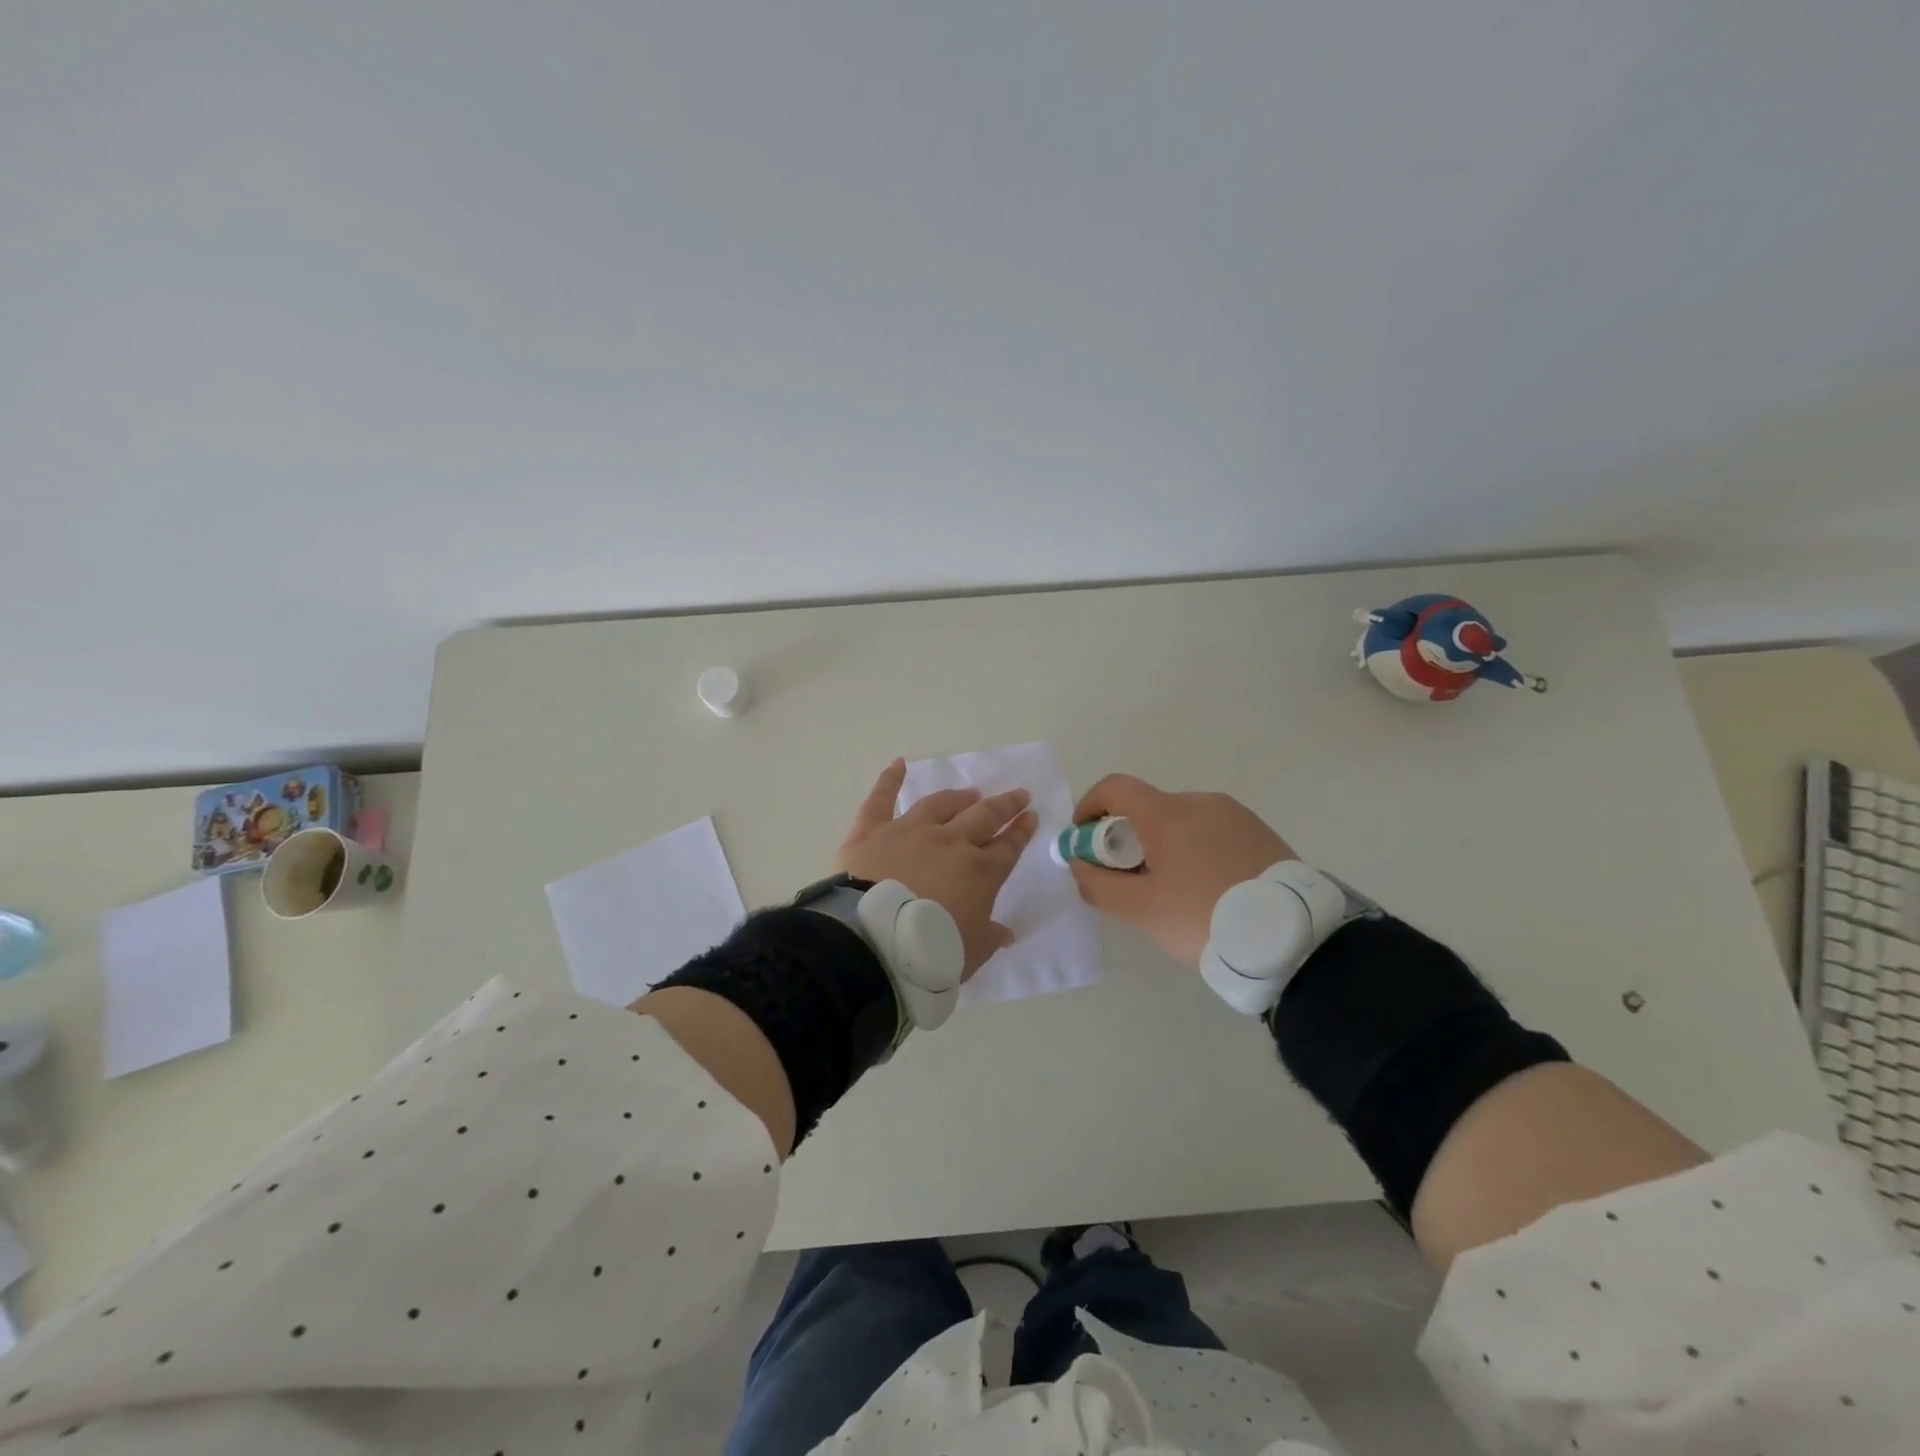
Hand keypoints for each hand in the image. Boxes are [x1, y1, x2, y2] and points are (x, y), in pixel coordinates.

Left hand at [836, 759, 1038, 979]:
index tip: (1030, 817)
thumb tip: (1007, 933)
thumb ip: (990, 938)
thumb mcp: (971, 953)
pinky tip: (898, 763)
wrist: (875, 941)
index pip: (1008, 847)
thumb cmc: (931, 952)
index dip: (1021, 832)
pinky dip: (889, 779)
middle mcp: (950, 842)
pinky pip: (881, 799)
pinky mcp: (873, 831)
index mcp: (980, 872)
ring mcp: (911, 831)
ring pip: (940, 805)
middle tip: (1018, 795)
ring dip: (958, 797)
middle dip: (1005, 805)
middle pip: (984, 817)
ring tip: (970, 793)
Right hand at [1067, 774, 1295, 965]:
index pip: (1114, 788)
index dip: (1090, 807)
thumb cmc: (1205, 918)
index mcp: (1168, 814)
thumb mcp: (1141, 911)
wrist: (1292, 938)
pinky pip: (1212, 832)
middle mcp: (1200, 802)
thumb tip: (1079, 864)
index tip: (1084, 841)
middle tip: (1128, 880)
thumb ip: (1098, 885)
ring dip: (1162, 846)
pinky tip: (1207, 890)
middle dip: (1126, 838)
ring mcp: (1234, 815)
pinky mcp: (1260, 833)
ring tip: (1172, 892)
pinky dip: (1194, 851)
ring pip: (1181, 822)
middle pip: (1147, 808)